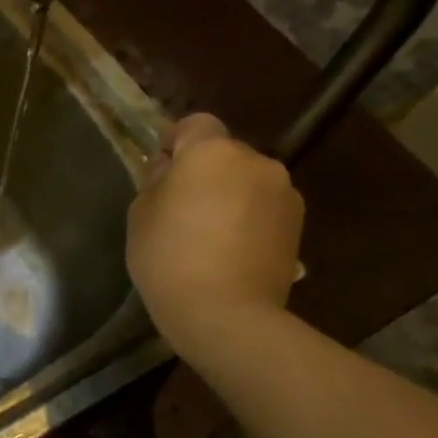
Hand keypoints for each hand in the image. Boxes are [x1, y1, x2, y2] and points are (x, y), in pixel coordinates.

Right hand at [126, 113, 304, 358]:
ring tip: (208, 231)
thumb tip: (171, 171)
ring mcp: (283, 192)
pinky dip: (247, 216)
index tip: (160, 166)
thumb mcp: (140, 215)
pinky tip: (230, 248)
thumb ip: (156, 182)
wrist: (225, 313)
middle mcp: (256, 161)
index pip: (195, 124)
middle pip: (224, 153)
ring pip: (247, 180)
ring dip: (229, 193)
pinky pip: (263, 206)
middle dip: (203, 170)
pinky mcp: (298, 223)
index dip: (175, 140)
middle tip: (180, 204)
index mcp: (211, 152)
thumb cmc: (169, 258)